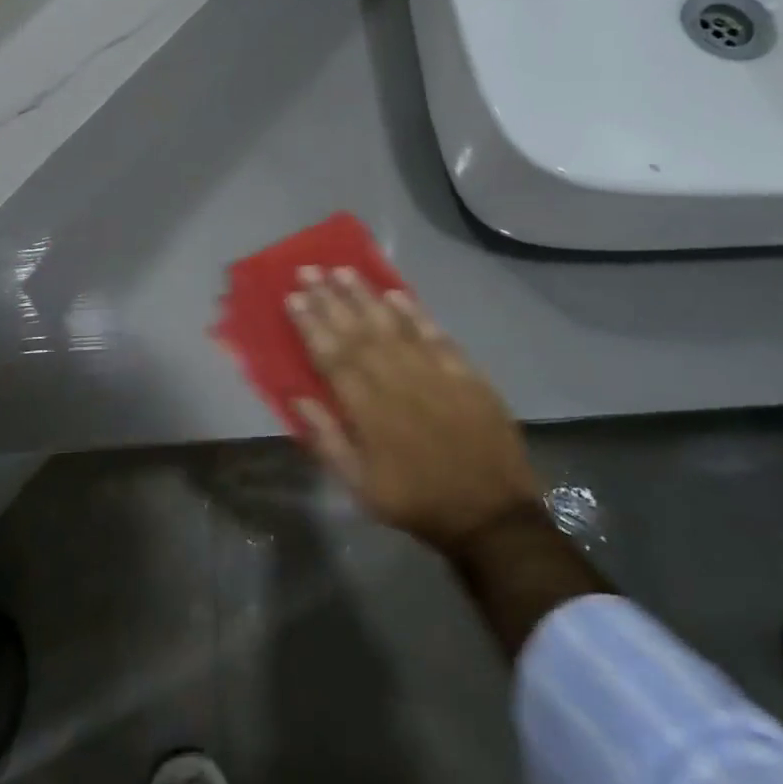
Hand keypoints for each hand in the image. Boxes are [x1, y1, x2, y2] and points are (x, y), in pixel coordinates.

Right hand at [287, 267, 540, 556]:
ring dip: (366, 295)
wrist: (490, 514)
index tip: (292, 297)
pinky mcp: (464, 373)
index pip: (332, 356)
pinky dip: (415, 313)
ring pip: (392, 325)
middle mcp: (396, 381)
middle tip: (309, 269)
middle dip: (330, 299)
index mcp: (368, 409)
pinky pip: (435, 335)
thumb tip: (297, 398)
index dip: (310, 325)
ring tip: (344, 270)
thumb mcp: (360, 486)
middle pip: (357, 332)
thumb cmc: (417, 501)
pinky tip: (397, 293)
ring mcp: (433, 373)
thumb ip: (327, 440)